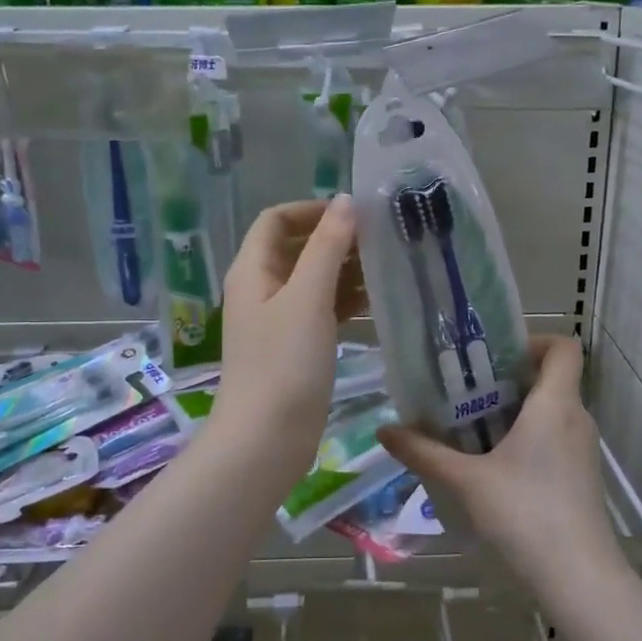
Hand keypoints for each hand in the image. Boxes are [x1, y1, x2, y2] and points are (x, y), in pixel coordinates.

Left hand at [211, 197, 365, 481]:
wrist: (266, 439)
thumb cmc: (284, 363)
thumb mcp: (308, 298)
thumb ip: (327, 247)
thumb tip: (346, 201)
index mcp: (253, 270)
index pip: (277, 220)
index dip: (313, 210)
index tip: (355, 214)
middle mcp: (261, 289)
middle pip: (297, 248)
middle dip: (336, 240)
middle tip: (382, 241)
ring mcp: (277, 321)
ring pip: (313, 281)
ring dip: (345, 271)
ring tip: (388, 269)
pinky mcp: (294, 348)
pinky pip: (321, 311)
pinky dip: (345, 302)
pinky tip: (378, 304)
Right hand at [377, 336, 623, 600]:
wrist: (579, 578)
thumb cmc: (526, 514)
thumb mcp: (467, 482)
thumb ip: (425, 453)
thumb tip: (385, 431)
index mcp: (556, 404)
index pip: (563, 347)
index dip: (533, 341)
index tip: (494, 358)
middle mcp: (577, 419)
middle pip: (551, 379)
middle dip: (508, 380)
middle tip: (465, 392)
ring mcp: (583, 450)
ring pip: (552, 412)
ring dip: (515, 412)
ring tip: (471, 428)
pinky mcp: (582, 477)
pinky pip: (555, 439)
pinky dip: (527, 439)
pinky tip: (494, 467)